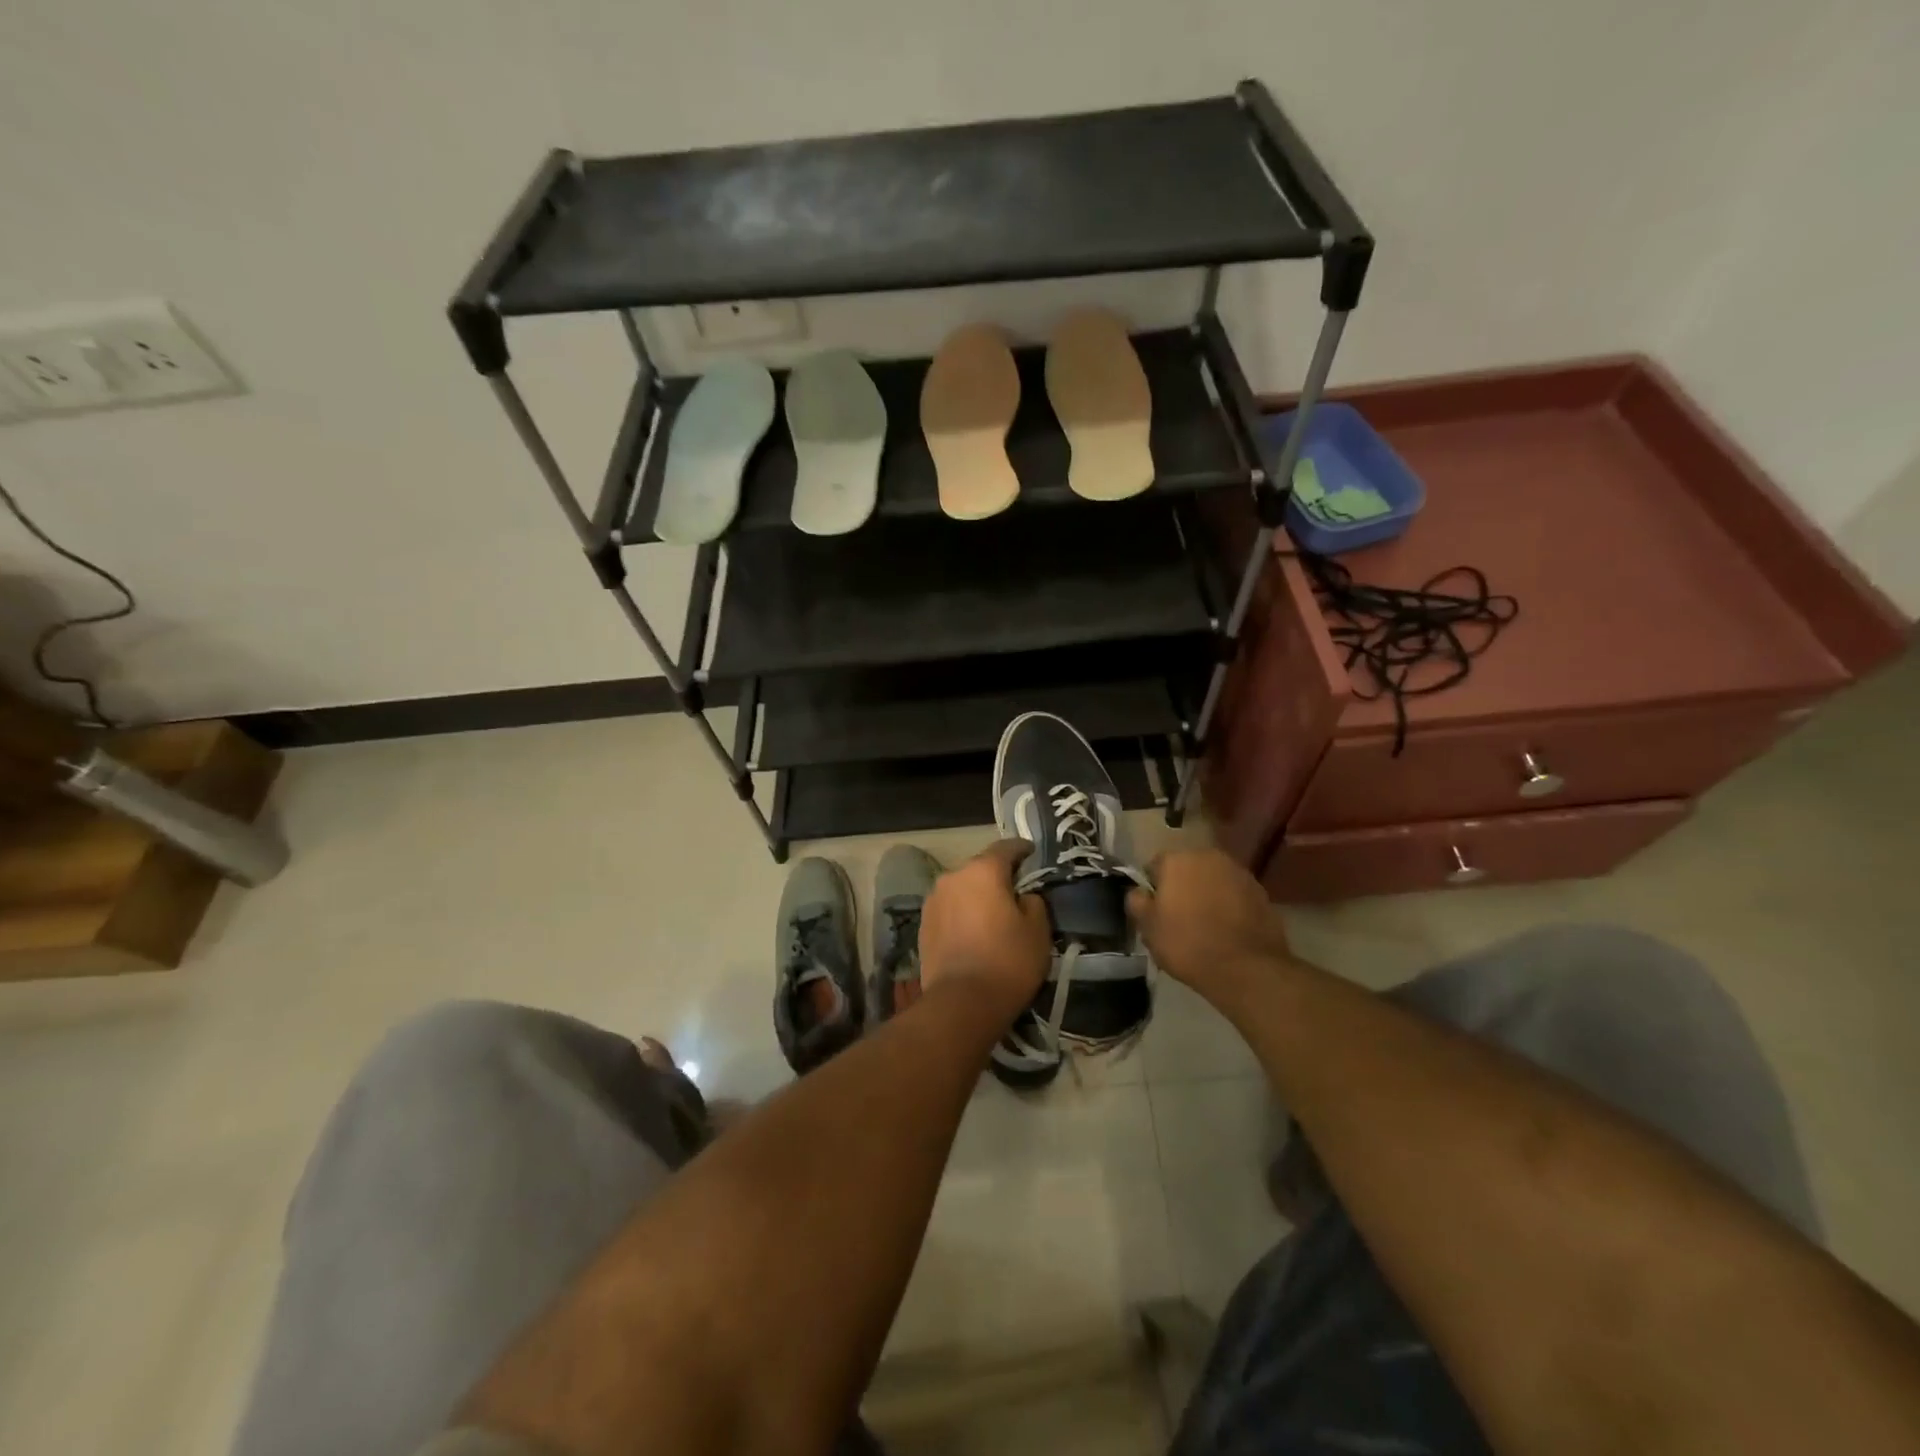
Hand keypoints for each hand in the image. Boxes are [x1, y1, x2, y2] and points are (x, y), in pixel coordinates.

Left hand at [919, 839, 1051, 1022]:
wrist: (961, 1003)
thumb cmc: (1008, 961)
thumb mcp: (1038, 930)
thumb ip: (1033, 902)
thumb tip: (1022, 896)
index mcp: (983, 870)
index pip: (1006, 847)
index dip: (1022, 849)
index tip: (1032, 854)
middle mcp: (952, 877)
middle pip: (980, 868)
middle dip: (998, 877)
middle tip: (1016, 894)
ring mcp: (933, 901)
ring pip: (962, 890)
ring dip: (977, 897)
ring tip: (992, 918)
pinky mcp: (922, 925)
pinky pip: (949, 910)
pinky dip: (962, 915)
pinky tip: (973, 934)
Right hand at [1126, 847, 1293, 1010]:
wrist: (1246, 968)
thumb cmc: (1188, 944)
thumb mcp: (1148, 928)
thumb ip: (1136, 902)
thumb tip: (1139, 891)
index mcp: (1176, 860)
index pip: (1154, 867)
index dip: (1152, 889)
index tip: (1155, 912)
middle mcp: (1208, 856)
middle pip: (1186, 869)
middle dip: (1181, 888)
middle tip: (1178, 919)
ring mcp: (1238, 872)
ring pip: (1212, 880)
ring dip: (1206, 895)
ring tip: (1205, 926)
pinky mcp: (1260, 891)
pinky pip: (1234, 894)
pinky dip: (1229, 905)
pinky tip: (1227, 930)